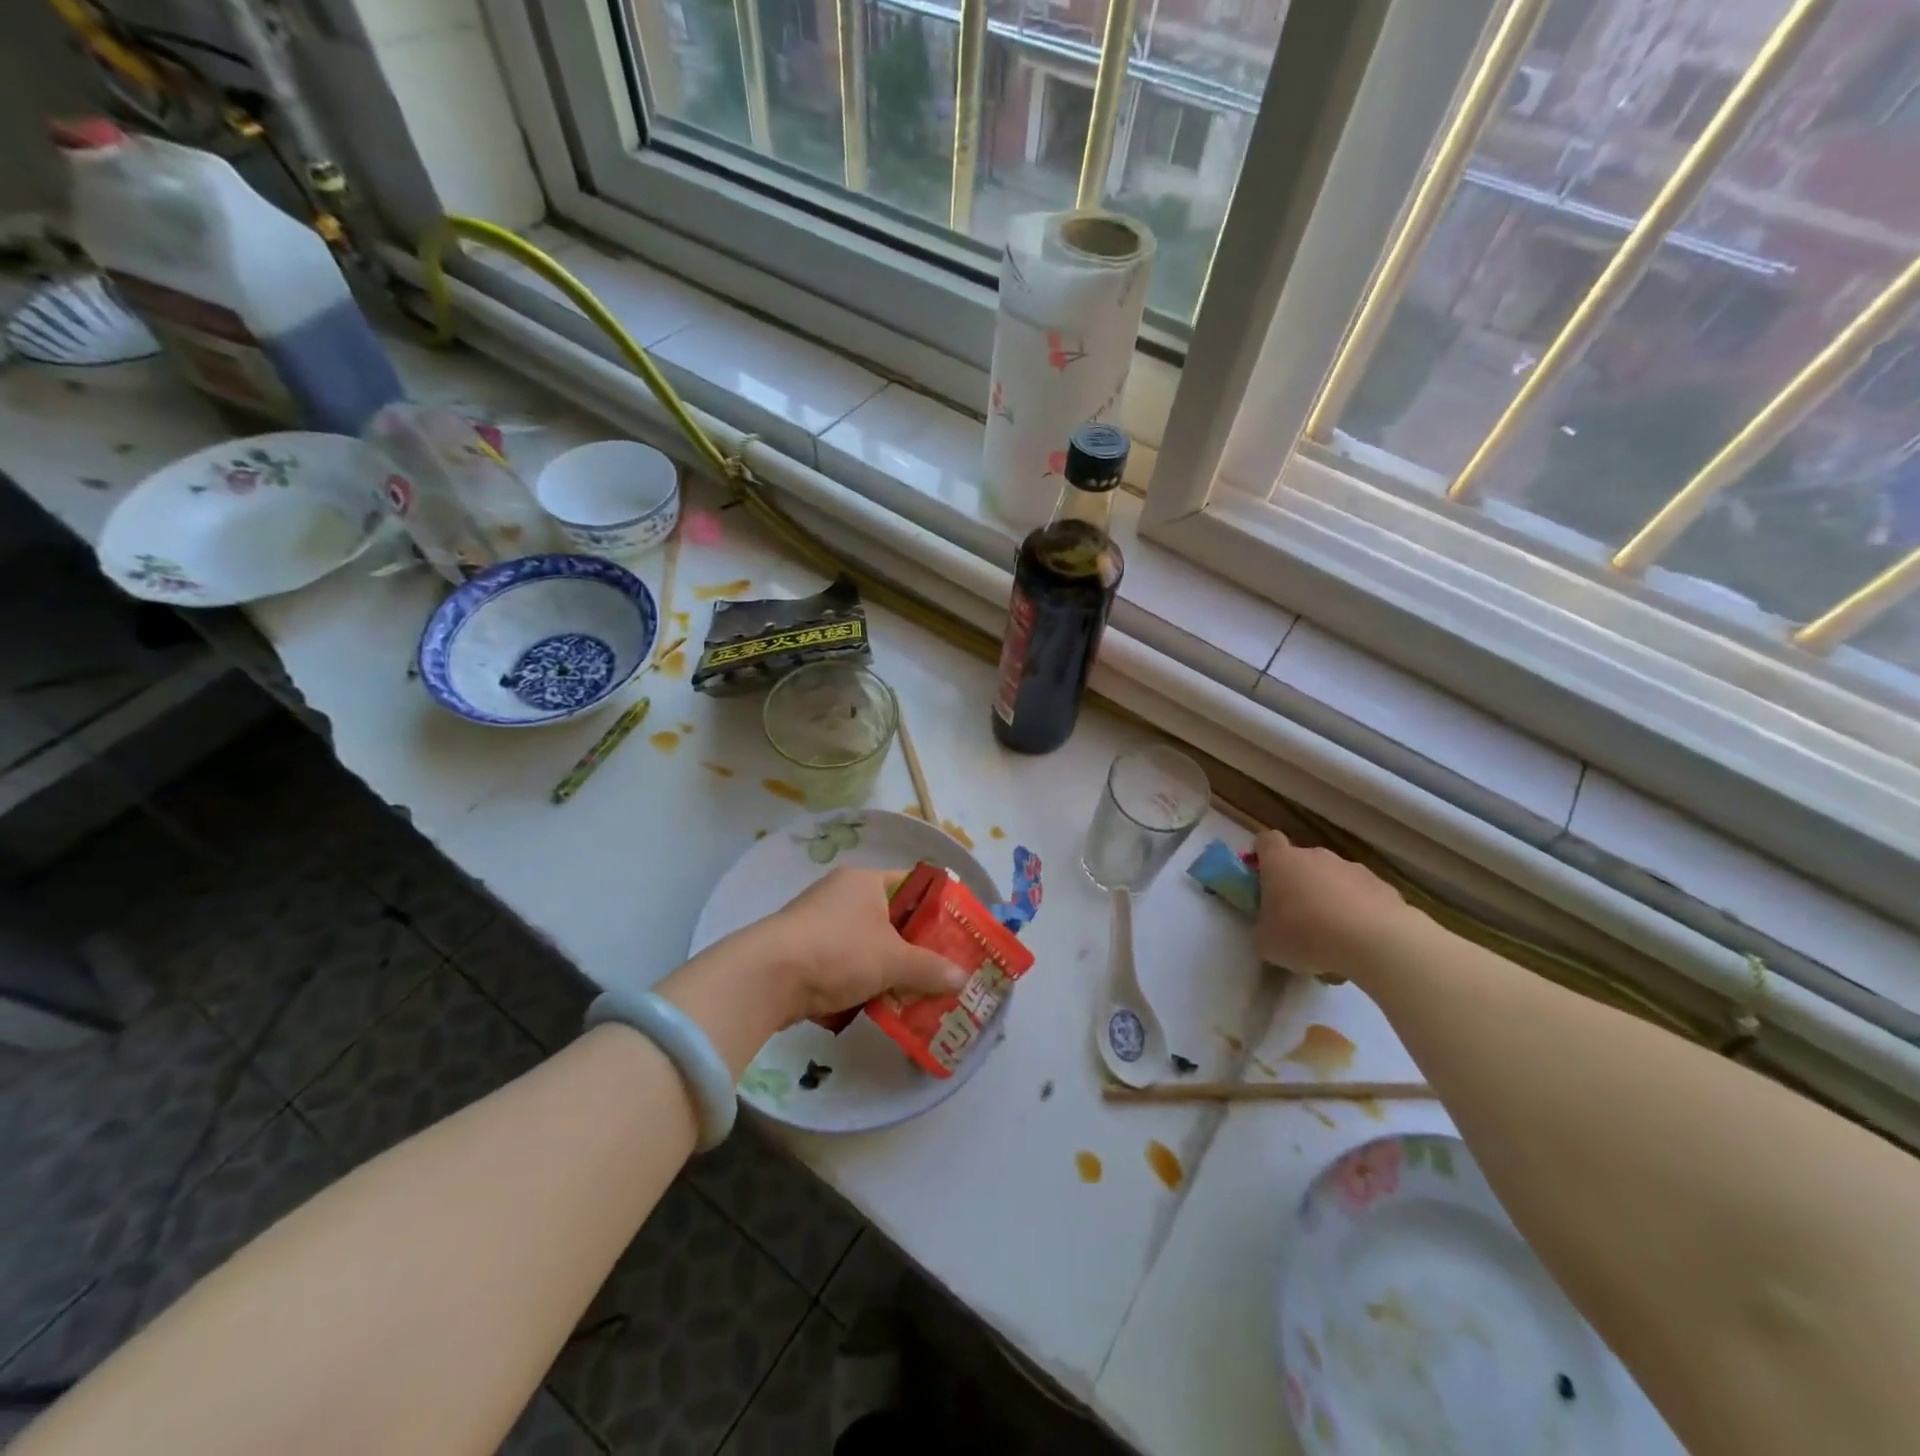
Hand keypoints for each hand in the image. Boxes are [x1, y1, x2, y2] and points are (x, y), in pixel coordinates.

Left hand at [755, 868, 968, 1027]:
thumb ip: (930, 968)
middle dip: (916, 947)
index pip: (913, 885)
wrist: (766, 977)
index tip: (957, 936)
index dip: (938, 909)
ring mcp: (819, 922)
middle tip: (942, 971)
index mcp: (866, 881)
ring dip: (889, 968)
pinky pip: (845, 962)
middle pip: (892, 918)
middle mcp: (842, 894)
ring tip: (915, 994)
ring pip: (868, 944)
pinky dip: (862, 980)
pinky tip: (877, 1004)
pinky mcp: (803, 950)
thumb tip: (963, 978)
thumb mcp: (892, 960)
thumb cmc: (838, 952)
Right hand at [1253, 830, 1411, 982]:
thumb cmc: (1306, 935)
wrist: (1375, 941)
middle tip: (1297, 919)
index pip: (1266, 841)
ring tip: (1333, 937)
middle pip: (1301, 862)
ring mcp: (1351, 868)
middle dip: (1298, 885)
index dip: (1263, 856)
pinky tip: (1361, 941)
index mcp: (1280, 862)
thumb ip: (1262, 928)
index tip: (1263, 879)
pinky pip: (1362, 896)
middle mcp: (1315, 856)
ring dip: (1330, 900)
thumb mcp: (1266, 942)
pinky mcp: (1382, 886)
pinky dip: (1358, 913)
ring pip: (1333, 879)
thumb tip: (1269, 928)